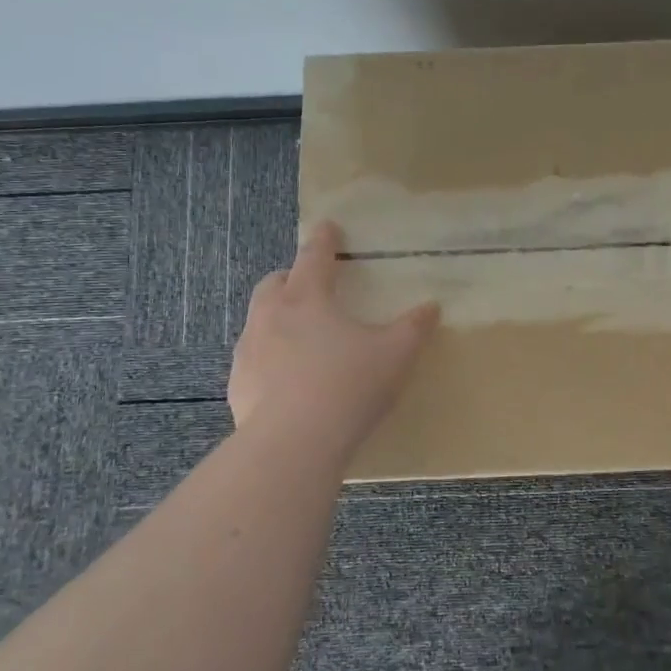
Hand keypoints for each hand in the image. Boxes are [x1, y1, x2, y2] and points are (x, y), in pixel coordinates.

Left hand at [228, 221, 437, 446]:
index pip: (314, 258)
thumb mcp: (395, 354)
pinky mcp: (239, 386)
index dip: (324, 240)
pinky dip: (268, 358)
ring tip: (299, 335)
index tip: (328, 227)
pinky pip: (253, 360)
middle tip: (309, 285)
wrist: (295, 444)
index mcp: (307, 299)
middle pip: (274, 284)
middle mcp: (271, 317)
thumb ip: (414, 328)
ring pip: (258, 321)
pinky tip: (287, 380)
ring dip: (276, 318)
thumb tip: (432, 306)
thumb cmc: (349, 386)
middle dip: (290, 277)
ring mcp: (249, 352)